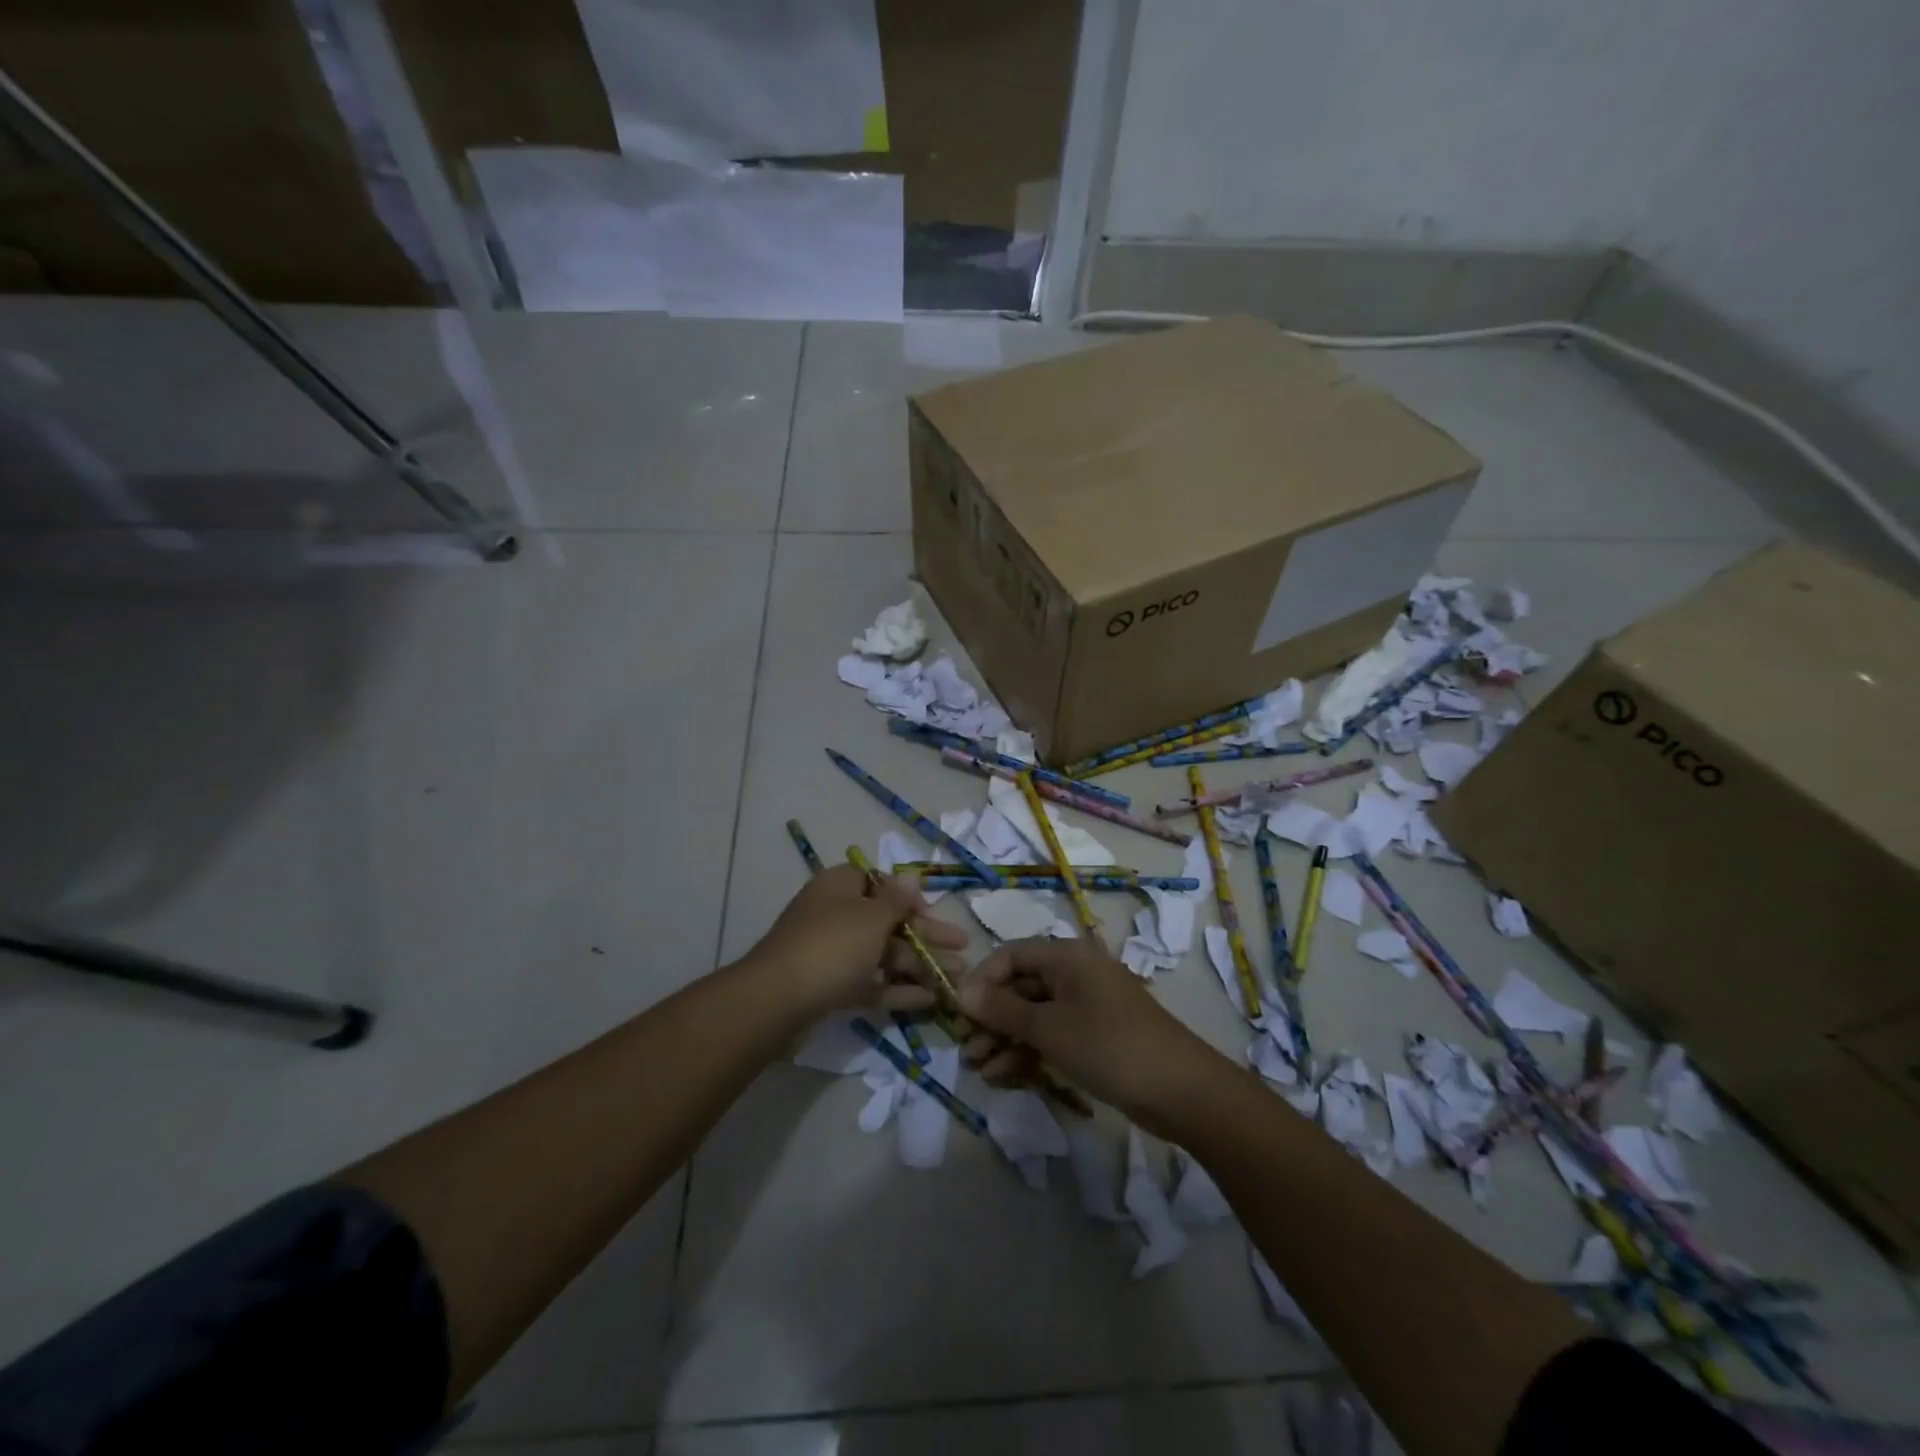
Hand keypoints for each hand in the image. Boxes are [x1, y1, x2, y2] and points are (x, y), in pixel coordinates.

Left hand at [746, 865, 967, 1020]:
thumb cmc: (831, 947)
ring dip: (919, 965)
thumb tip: (912, 875)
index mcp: (841, 887)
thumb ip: (897, 899)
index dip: (910, 898)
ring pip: (883, 954)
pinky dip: (896, 988)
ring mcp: (832, 952)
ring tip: (955, 981)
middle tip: (964, 949)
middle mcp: (836, 914)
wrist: (776, 1002)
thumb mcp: (871, 918)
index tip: (935, 914)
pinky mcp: (830, 986)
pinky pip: (870, 982)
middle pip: (888, 921)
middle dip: (927, 936)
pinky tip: (928, 1000)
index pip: (881, 882)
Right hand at [957, 938, 1228, 1133]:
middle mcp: (1074, 974)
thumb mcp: (1049, 1028)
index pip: (1011, 954)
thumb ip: (1002, 1009)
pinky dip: (1027, 1053)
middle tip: (966, 1049)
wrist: (1181, 1091)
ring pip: (1033, 1016)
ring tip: (980, 1070)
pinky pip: (1051, 1036)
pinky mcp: (1093, 1037)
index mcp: (1066, 957)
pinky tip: (1004, 1077)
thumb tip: (959, 990)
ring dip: (1004, 1040)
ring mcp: (1085, 1006)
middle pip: (1020, 987)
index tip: (959, 1012)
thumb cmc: (1109, 1046)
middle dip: (990, 1018)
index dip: (982, 980)